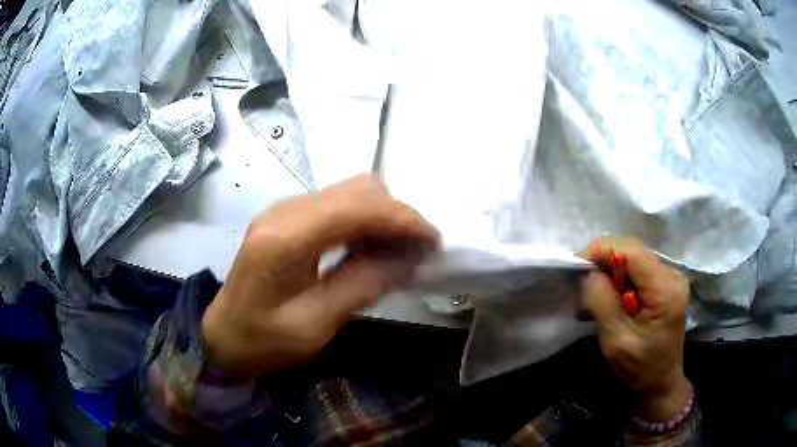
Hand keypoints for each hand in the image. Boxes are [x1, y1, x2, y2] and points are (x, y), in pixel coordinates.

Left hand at [201, 175, 438, 378]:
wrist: (224, 336)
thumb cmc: (263, 340)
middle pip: (356, 189)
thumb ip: (359, 287)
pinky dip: (364, 221)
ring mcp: (284, 210)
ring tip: (400, 250)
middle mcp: (284, 211)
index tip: (433, 241)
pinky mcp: (288, 218)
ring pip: (349, 192)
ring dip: (382, 216)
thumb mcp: (313, 325)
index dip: (401, 218)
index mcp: (284, 239)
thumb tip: (406, 260)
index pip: (356, 207)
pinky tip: (372, 247)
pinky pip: (337, 206)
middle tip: (418, 249)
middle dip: (396, 214)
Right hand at [581, 236, 690, 421]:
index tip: (578, 267)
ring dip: (611, 269)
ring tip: (595, 292)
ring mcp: (672, 276)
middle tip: (583, 282)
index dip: (602, 251)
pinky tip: (612, 296)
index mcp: (665, 290)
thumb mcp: (616, 341)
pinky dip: (621, 277)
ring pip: (634, 257)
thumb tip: (589, 272)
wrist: (660, 382)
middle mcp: (673, 275)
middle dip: (604, 260)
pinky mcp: (667, 282)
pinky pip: (639, 268)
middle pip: (633, 250)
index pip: (632, 252)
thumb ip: (602, 303)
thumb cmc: (639, 368)